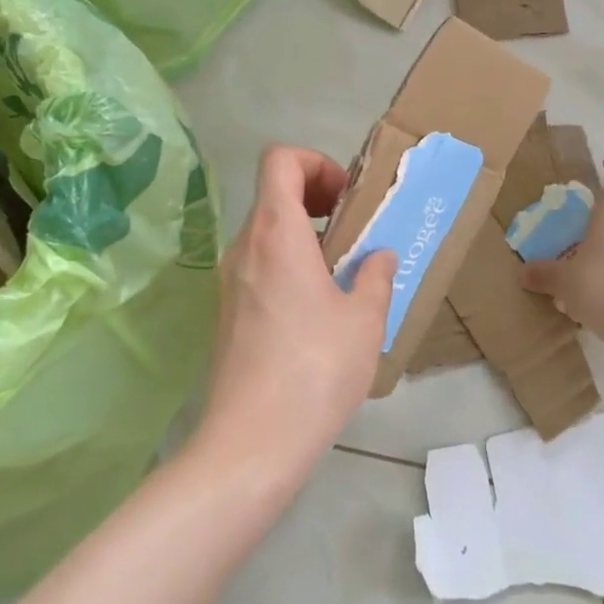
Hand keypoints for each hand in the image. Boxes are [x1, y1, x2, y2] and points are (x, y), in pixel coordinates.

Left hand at [196, 146, 395, 482]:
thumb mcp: (364, 321)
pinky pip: (259, 266)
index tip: (345, 199)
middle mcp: (245, 246)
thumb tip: (377, 257)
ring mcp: (229, 280)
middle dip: (316, 199)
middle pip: (274, 193)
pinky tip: (316, 311)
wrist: (251, 443)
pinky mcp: (226, 312)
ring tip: (342, 274)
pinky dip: (288, 265)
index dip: (315, 163)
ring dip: (304, 236)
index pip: (280, 159)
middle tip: (352, 232)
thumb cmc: (315, 370)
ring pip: (266, 232)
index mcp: (277, 232)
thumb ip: (375, 276)